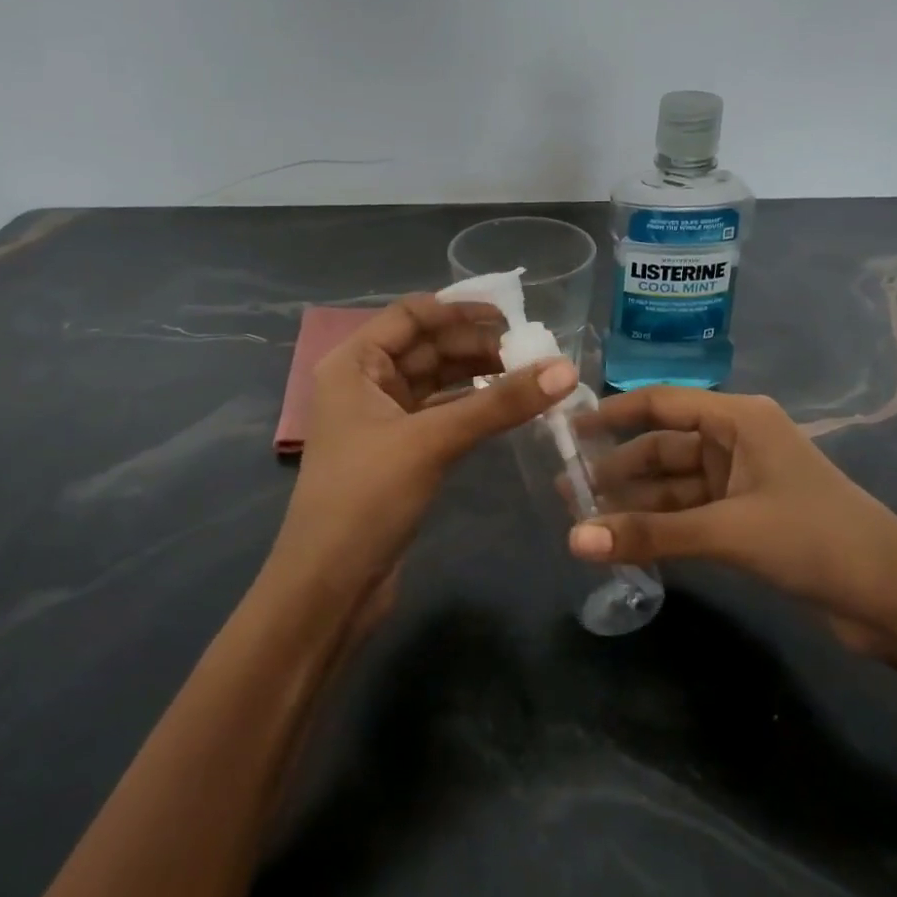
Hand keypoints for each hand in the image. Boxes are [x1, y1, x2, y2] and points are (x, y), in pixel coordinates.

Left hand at [269, 294, 577, 617]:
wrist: (330, 586)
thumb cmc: (365, 497)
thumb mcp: (432, 441)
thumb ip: (498, 404)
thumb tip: (566, 370)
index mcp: (354, 364)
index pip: (410, 315)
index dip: (459, 310)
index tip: (513, 317)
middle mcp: (365, 383)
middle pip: (427, 347)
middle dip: (477, 346)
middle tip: (535, 353)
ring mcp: (383, 420)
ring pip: (437, 382)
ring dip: (479, 377)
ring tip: (532, 376)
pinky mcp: (400, 453)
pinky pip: (441, 414)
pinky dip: (473, 408)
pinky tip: (509, 408)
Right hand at [568, 388, 896, 654]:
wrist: (894, 599)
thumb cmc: (814, 537)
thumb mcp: (727, 531)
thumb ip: (649, 534)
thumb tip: (573, 541)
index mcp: (738, 419)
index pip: (661, 403)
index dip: (612, 414)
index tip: (567, 433)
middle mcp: (735, 441)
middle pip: (662, 448)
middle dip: (617, 471)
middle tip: (566, 494)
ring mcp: (740, 482)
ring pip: (672, 486)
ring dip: (633, 503)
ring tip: (583, 522)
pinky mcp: (744, 519)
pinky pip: (688, 514)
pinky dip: (658, 527)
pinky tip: (623, 541)